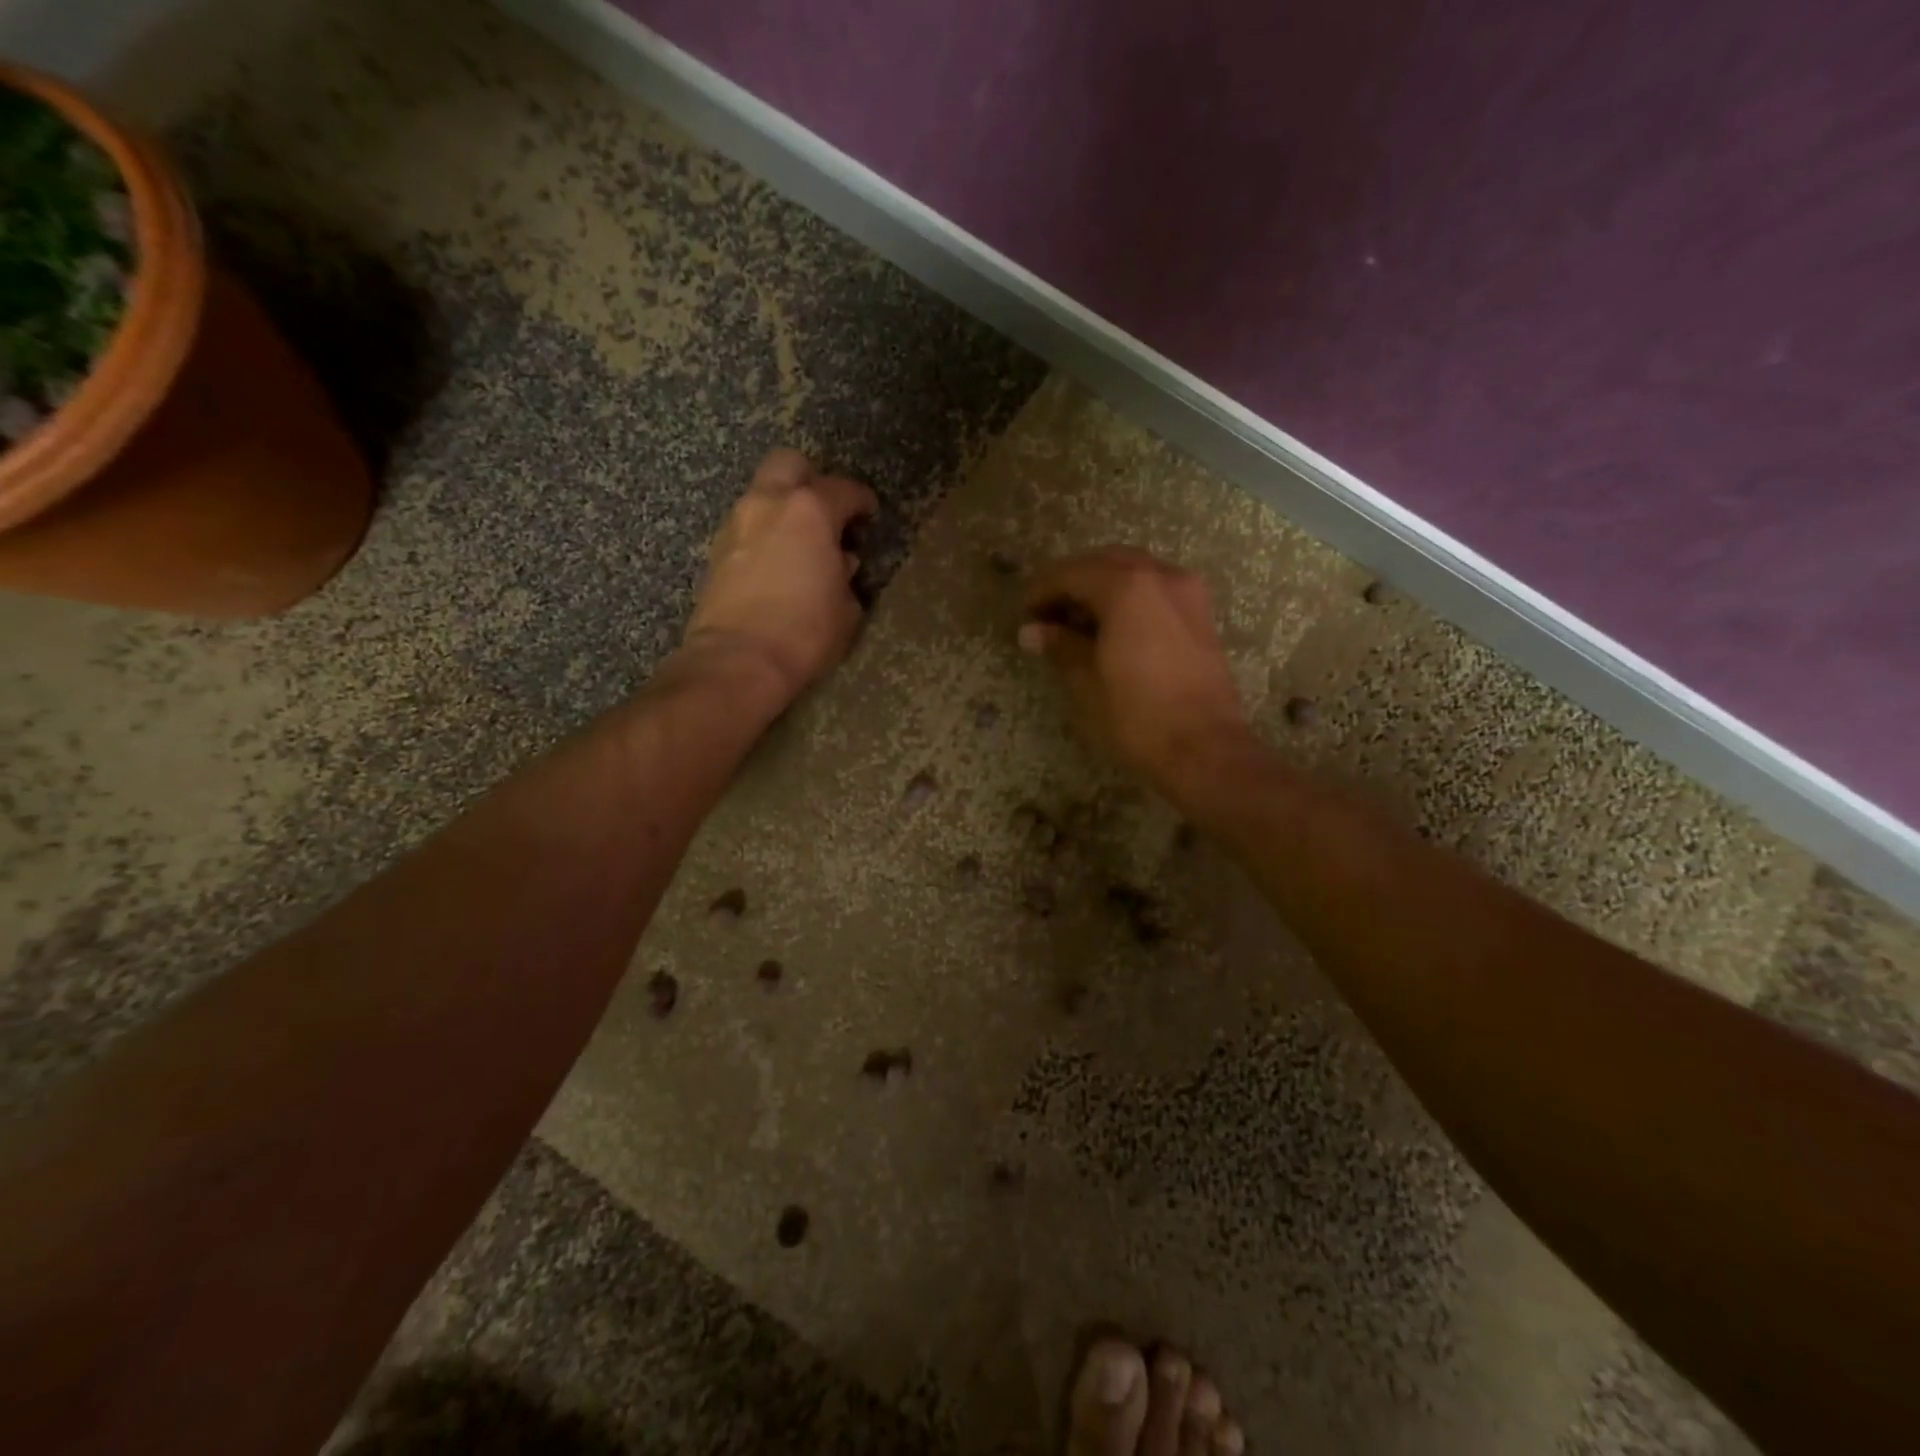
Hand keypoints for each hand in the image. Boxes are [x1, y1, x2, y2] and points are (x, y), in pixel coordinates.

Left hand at [683, 449, 877, 706]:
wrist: (738, 660)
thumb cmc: (805, 633)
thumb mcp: (846, 608)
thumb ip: (846, 575)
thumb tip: (839, 562)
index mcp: (810, 511)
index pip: (844, 489)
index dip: (862, 501)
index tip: (869, 516)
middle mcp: (769, 503)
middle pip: (789, 463)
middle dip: (811, 480)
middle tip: (827, 512)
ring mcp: (736, 523)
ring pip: (763, 494)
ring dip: (783, 508)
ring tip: (800, 544)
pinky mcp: (716, 550)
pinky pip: (747, 525)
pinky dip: (764, 534)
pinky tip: (776, 564)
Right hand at [1020, 546, 1251, 795]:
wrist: (1205, 750)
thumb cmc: (1137, 717)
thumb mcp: (1086, 682)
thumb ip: (1060, 646)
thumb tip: (1031, 632)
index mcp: (1127, 588)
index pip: (1072, 573)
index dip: (1042, 590)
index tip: (1024, 614)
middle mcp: (1161, 576)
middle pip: (1105, 562)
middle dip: (1072, 582)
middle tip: (1048, 615)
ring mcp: (1187, 593)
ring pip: (1134, 571)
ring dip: (1102, 586)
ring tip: (1077, 623)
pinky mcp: (1201, 615)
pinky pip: (1156, 589)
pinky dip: (1129, 597)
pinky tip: (1112, 629)